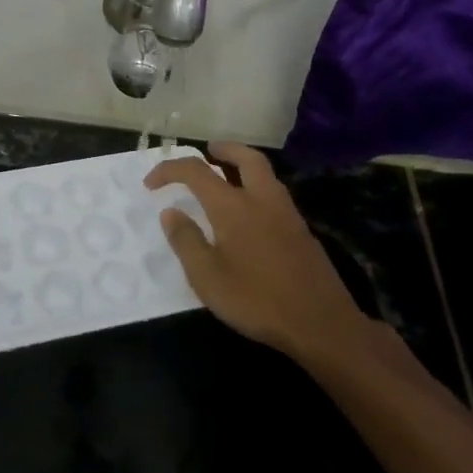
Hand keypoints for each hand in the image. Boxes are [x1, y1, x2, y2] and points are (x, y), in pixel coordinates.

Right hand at [145, 142, 368, 365]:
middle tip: (208, 151)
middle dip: (224, 149)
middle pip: (246, 158)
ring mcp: (287, 214)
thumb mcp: (207, 277)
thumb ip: (186, 241)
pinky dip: (258, 188)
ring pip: (266, 174)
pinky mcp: (302, 232)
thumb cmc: (256, 299)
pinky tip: (250, 212)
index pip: (196, 171)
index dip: (170, 170)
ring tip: (226, 177)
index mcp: (233, 206)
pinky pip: (275, 194)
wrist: (320, 323)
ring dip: (244, 166)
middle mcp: (262, 200)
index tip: (151, 183)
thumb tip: (171, 212)